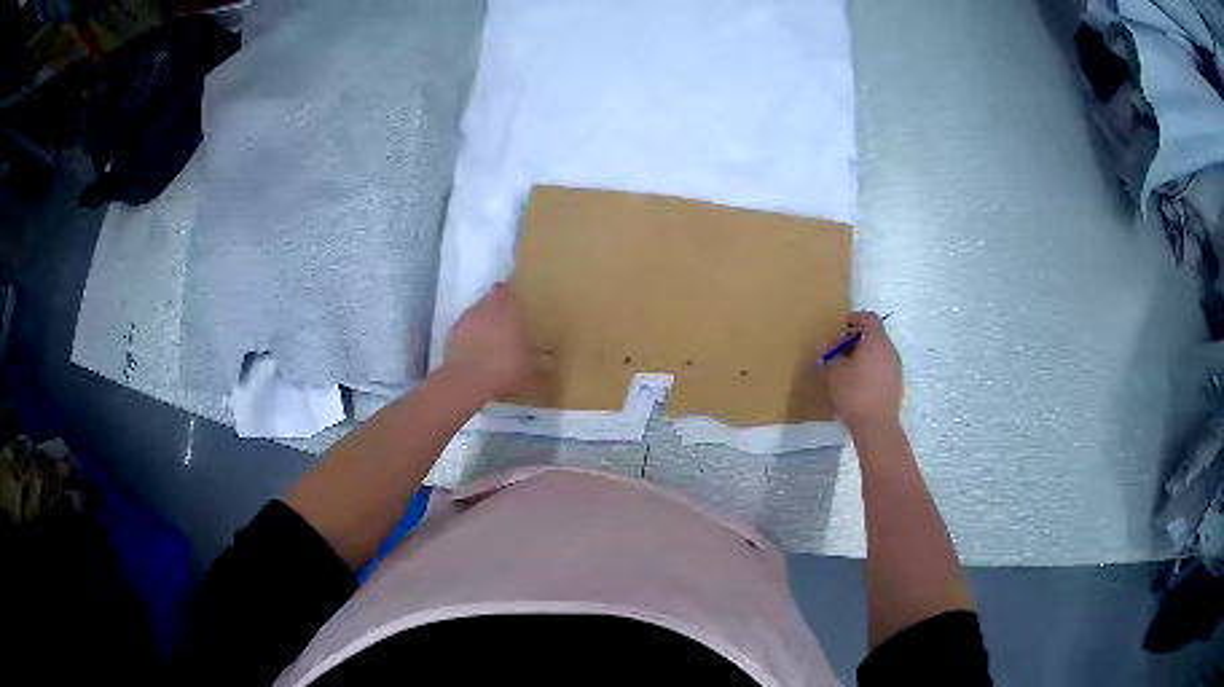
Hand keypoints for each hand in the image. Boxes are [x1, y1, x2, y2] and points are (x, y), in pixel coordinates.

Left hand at [444, 282, 533, 398]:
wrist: (467, 381)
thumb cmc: (505, 366)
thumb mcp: (532, 367)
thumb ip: (542, 359)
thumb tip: (550, 358)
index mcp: (506, 306)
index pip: (506, 289)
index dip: (510, 296)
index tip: (517, 307)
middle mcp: (484, 307)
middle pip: (490, 301)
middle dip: (497, 311)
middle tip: (508, 327)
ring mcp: (465, 320)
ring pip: (476, 315)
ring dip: (483, 325)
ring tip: (492, 344)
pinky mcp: (451, 336)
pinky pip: (464, 332)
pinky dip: (470, 339)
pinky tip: (477, 355)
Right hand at [827, 312, 902, 430]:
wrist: (876, 425)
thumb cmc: (854, 393)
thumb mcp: (835, 371)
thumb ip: (830, 352)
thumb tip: (825, 340)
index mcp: (876, 341)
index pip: (869, 318)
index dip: (855, 318)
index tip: (840, 326)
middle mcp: (890, 350)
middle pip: (875, 334)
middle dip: (857, 338)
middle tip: (839, 348)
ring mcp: (896, 367)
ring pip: (879, 351)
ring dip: (864, 353)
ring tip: (847, 366)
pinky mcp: (896, 382)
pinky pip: (883, 365)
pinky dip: (871, 366)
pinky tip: (858, 381)